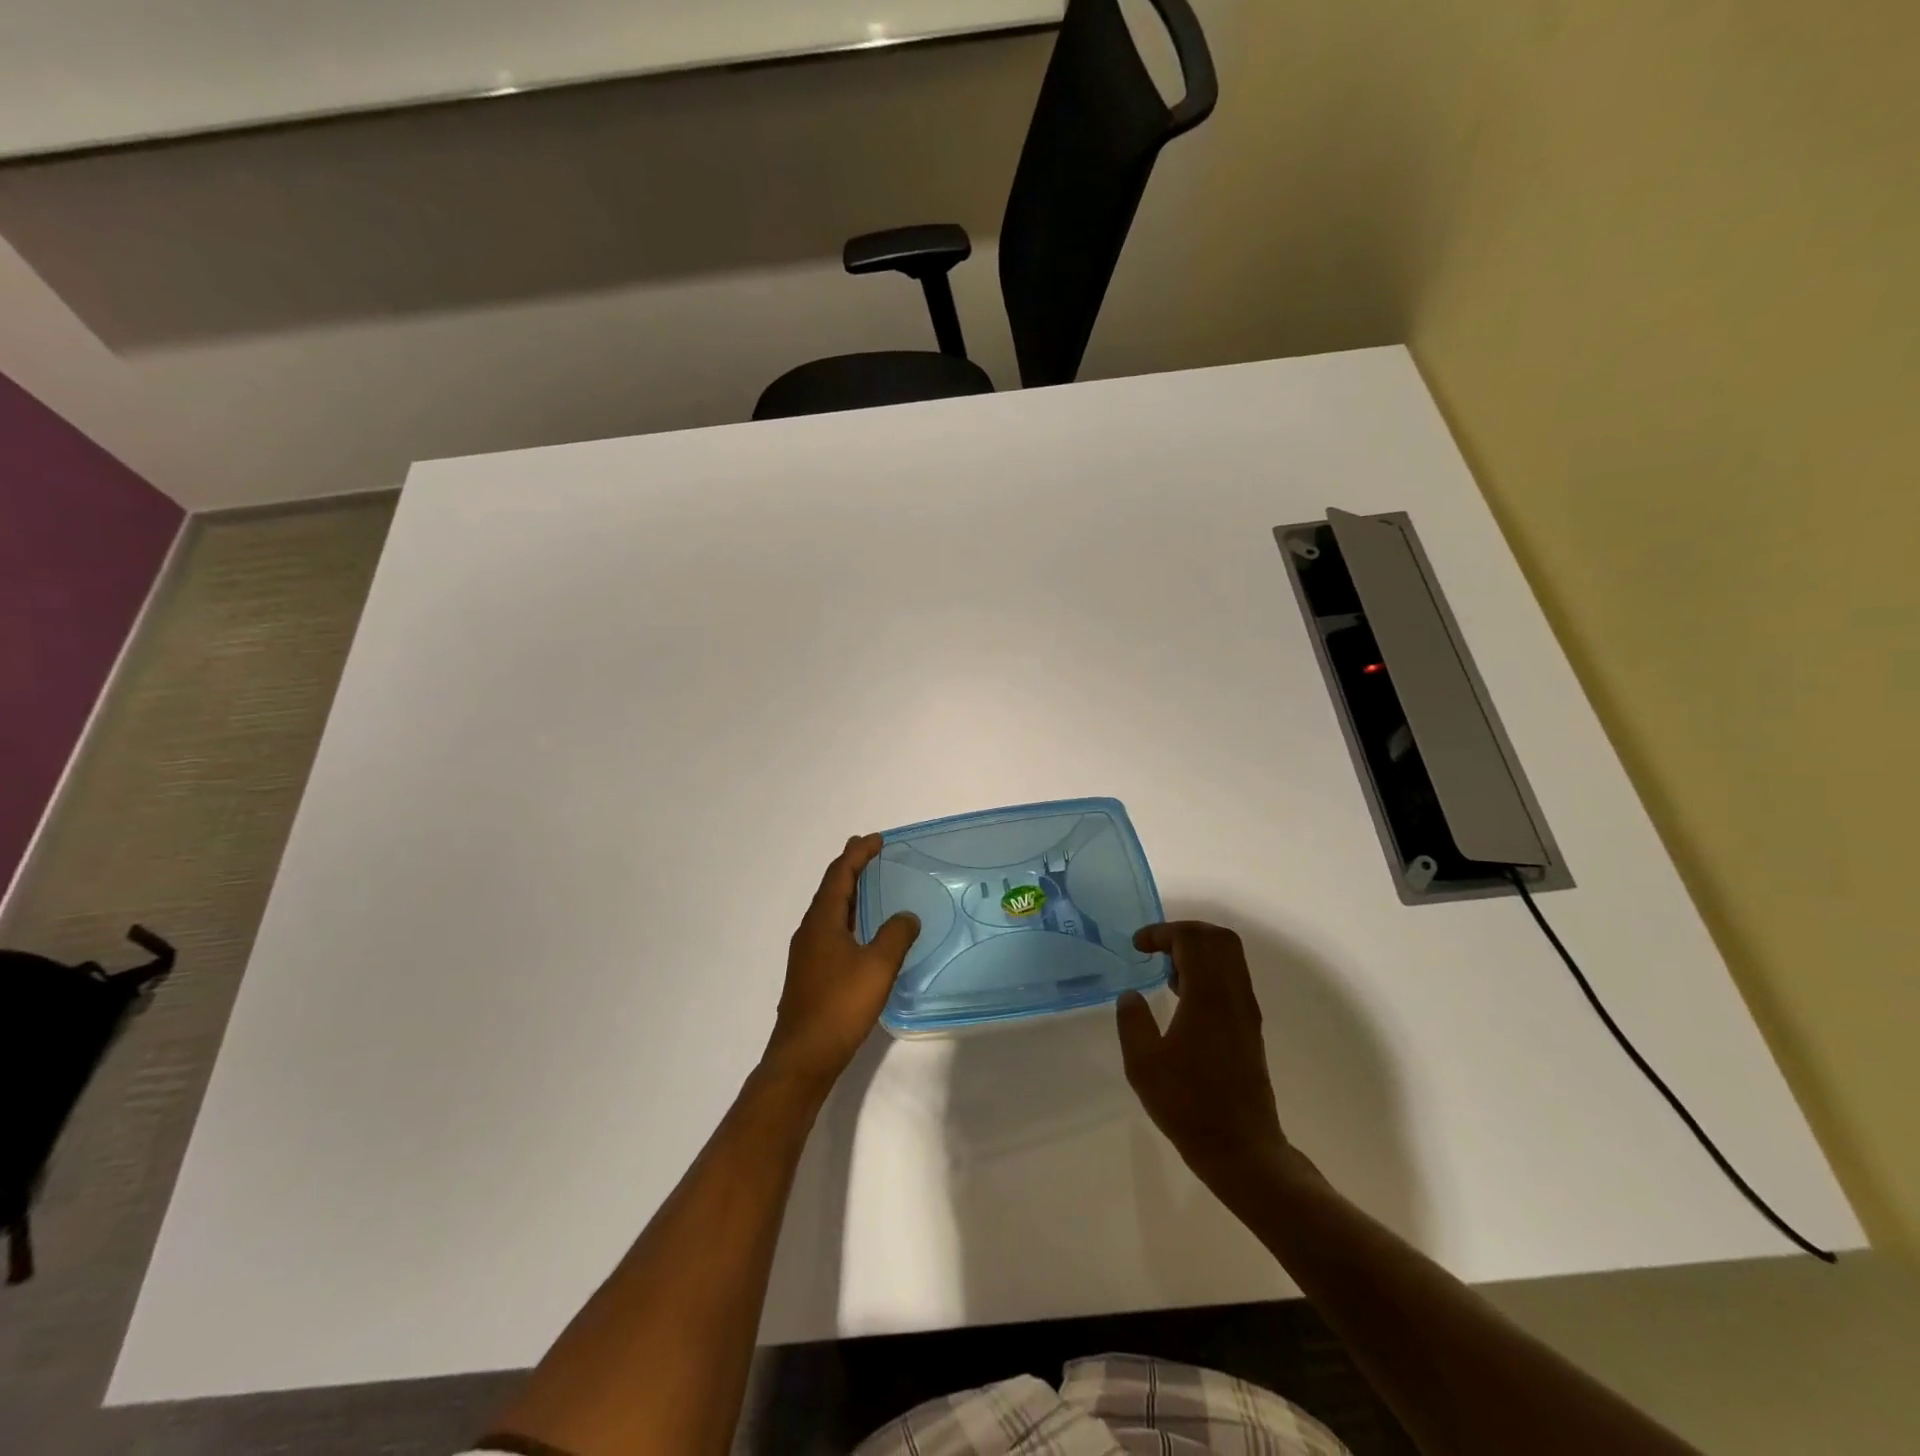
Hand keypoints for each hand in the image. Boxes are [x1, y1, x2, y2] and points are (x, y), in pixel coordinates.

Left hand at [762, 834, 919, 1094]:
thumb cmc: (840, 1005)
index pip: (839, 875)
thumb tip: (906, 916)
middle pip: (830, 888)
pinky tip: (860, 932)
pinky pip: (830, 930)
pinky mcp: (810, 973)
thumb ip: (895, 935)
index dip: (857, 854)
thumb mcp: (878, 966)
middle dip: (850, 868)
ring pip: (828, 911)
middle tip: (870, 852)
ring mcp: (806, 954)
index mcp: (822, 921)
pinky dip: (847, 917)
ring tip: (868, 885)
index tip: (876, 839)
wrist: (804, 1056)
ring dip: (848, 893)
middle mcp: (809, 931)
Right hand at [1117, 921, 1293, 1206]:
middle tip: (1155, 948)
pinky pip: (1232, 979)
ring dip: (1198, 952)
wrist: (1241, 1148)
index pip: (1193, 940)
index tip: (1138, 945)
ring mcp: (1245, 1011)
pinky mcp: (1249, 1028)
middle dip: (1185, 933)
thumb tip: (1130, 995)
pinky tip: (1183, 998)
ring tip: (1165, 972)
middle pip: (1219, 939)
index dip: (1163, 932)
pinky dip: (1208, 971)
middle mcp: (1234, 995)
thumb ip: (1133, 1022)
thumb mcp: (1143, 1064)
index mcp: (1208, 997)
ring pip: (1229, 958)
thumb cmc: (1188, 1105)